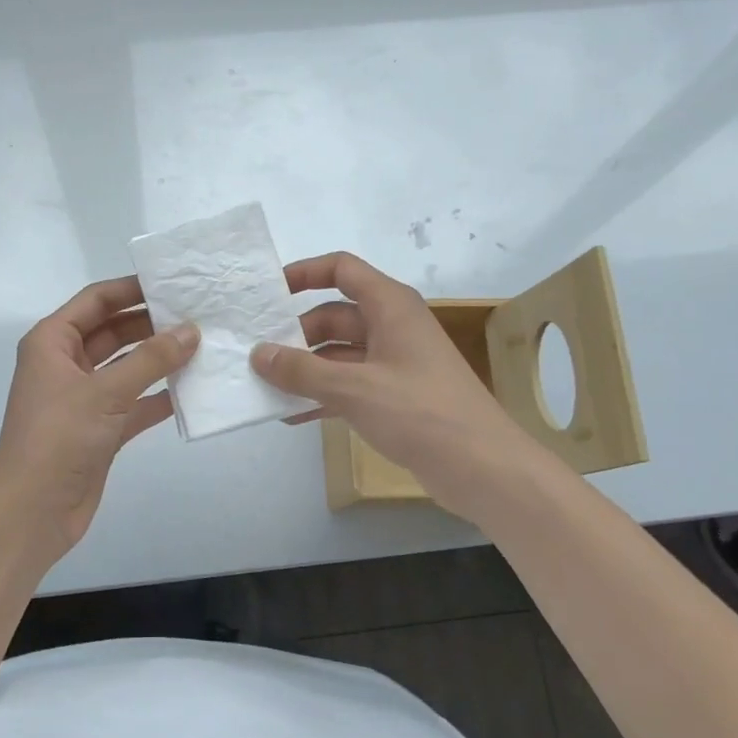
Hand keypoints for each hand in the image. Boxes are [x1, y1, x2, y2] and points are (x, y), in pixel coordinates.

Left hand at [0, 276, 197, 561]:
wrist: (31, 512)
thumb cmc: (58, 438)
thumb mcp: (105, 392)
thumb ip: (151, 360)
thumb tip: (191, 331)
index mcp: (53, 342)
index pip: (96, 301)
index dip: (132, 289)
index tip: (173, 283)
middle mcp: (67, 364)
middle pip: (114, 331)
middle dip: (151, 324)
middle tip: (198, 315)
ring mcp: (84, 398)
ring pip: (127, 367)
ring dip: (159, 360)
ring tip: (203, 347)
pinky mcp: (100, 429)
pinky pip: (135, 403)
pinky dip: (159, 397)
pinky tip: (193, 391)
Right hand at [253, 252, 519, 514]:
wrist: (482, 468)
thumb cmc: (420, 412)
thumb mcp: (354, 388)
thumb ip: (302, 371)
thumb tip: (258, 354)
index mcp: (390, 306)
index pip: (342, 269)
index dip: (304, 273)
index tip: (268, 293)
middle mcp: (392, 326)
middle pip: (334, 315)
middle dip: (295, 334)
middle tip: (255, 354)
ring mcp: (395, 363)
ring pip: (339, 353)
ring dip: (305, 368)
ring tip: (264, 386)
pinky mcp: (395, 396)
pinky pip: (349, 385)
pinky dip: (323, 395)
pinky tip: (292, 415)